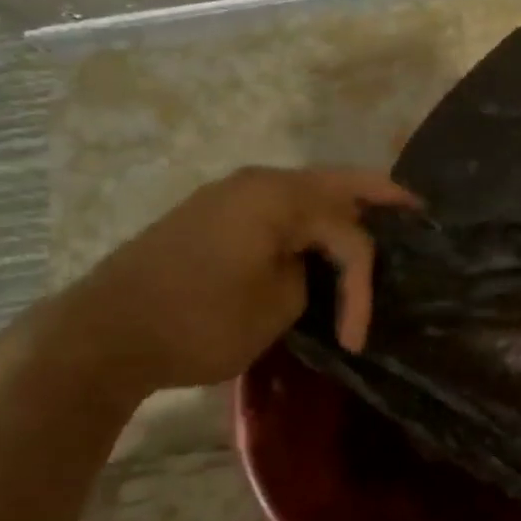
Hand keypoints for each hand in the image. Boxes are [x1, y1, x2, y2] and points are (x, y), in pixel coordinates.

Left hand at [58, 166, 419, 393]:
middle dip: (379, 196)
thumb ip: (310, 276)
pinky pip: (277, 206)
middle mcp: (258, 182)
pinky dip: (308, 218)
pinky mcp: (212, 214)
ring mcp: (231, 194)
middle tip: (417, 209)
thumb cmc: (198, 320)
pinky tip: (320, 236)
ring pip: (306, 192)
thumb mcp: (276, 307)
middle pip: (336, 183)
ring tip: (376, 223)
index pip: (348, 236)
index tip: (357, 337)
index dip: (363, 286)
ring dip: (341, 209)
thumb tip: (307, 266)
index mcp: (279, 197)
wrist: (103, 333)